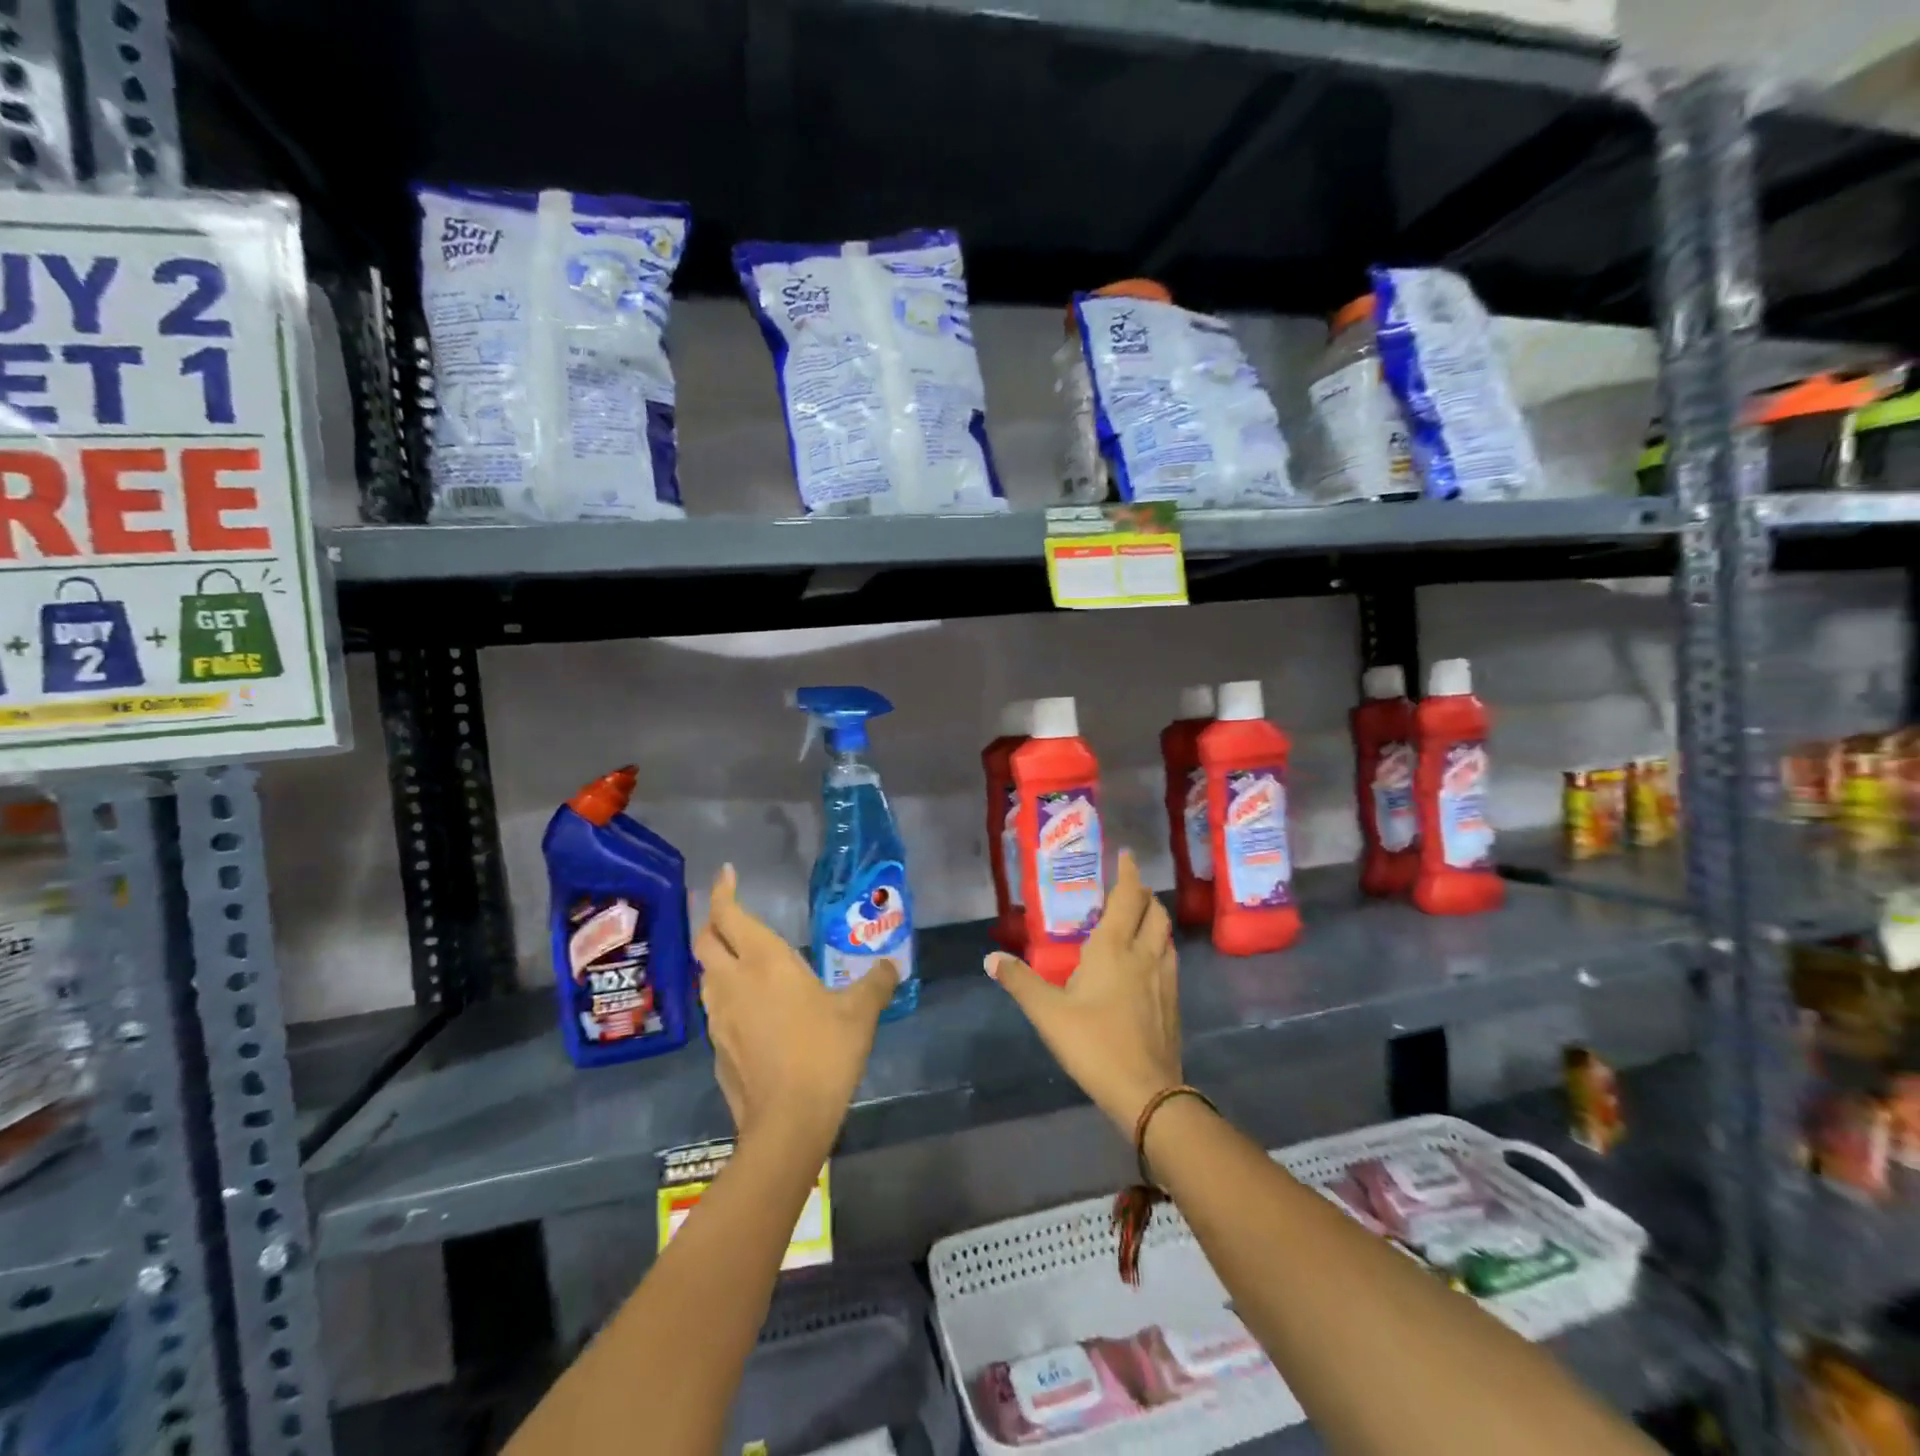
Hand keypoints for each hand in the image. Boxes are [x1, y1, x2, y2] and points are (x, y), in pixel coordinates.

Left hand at [695, 864, 896, 1147]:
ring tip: (742, 959)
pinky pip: (715, 1008)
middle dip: (714, 922)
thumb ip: (875, 983)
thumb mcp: (860, 1013)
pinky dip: (726, 996)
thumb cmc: (824, 1052)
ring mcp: (719, 1017)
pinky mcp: (716, 1048)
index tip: (726, 874)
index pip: (729, 915)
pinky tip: (750, 1008)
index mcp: (764, 961)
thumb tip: (890, 966)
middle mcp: (733, 981)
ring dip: (717, 960)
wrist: (787, 1121)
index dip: (723, 891)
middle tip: (733, 915)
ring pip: (706, 975)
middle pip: (705, 941)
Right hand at [986, 850, 1181, 1135]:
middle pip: (1154, 911)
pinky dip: (1160, 946)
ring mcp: (1164, 978)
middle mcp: (1144, 954)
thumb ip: (1020, 982)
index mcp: (1114, 947)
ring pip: (1166, 935)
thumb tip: (991, 958)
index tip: (1127, 855)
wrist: (1147, 1092)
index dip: (1128, 873)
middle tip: (1127, 888)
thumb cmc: (1094, 1043)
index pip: (1127, 897)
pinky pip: (1169, 959)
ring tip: (1137, 919)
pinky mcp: (1174, 1002)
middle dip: (1143, 894)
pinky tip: (1147, 963)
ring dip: (1155, 918)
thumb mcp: (1048, 1013)